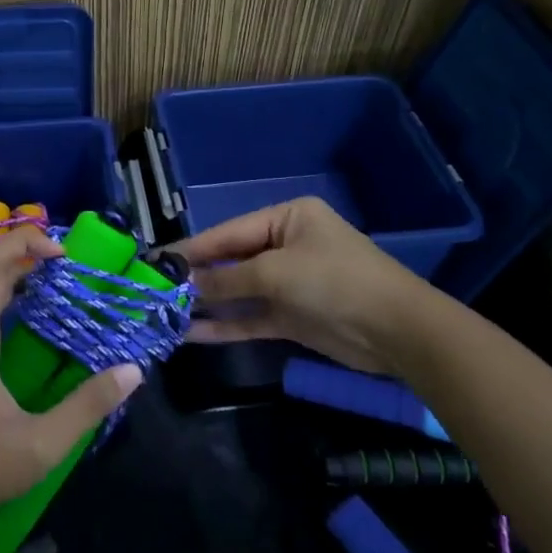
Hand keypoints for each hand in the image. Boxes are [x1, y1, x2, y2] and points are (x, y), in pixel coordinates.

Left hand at [0, 228, 141, 533]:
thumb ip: (87, 407)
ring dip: (19, 283)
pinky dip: (6, 306)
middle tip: (72, 271)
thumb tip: (131, 371)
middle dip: (29, 260)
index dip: (26, 244)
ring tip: (59, 292)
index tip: (63, 252)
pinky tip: (32, 329)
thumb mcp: (41, 445)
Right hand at [178, 197, 435, 373]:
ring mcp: (289, 283)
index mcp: (286, 218)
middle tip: (154, 290)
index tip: (156, 261)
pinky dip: (226, 324)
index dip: (192, 248)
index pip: (228, 232)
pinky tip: (193, 334)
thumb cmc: (334, 281)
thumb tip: (185, 285)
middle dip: (197, 277)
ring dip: (207, 303)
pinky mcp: (293, 317)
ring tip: (165, 314)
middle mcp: (285, 246)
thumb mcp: (276, 273)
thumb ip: (228, 280)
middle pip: (231, 261)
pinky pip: (251, 317)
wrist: (397, 331)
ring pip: (238, 292)